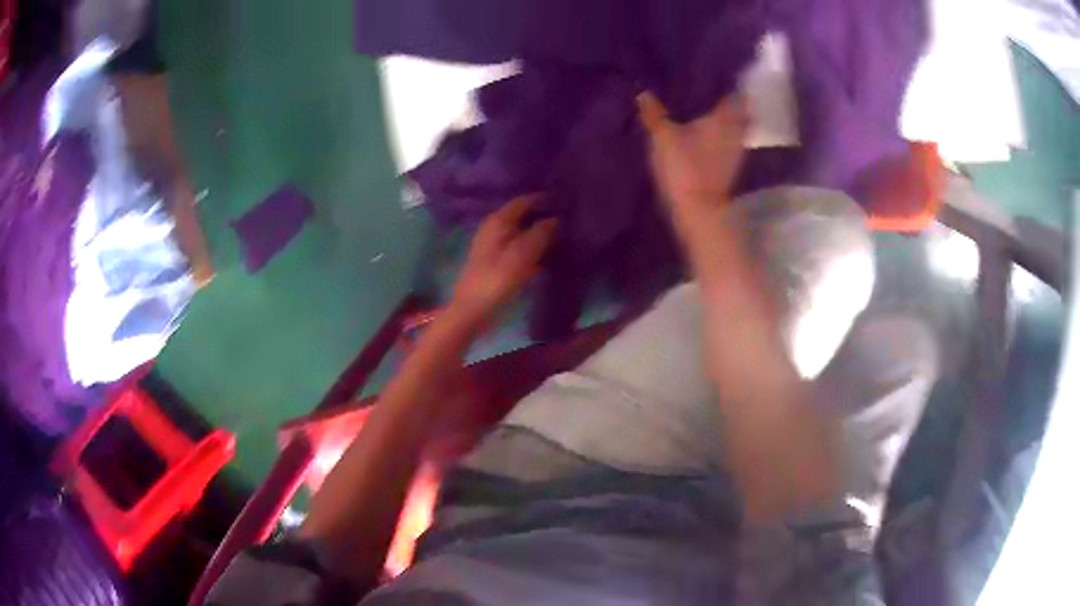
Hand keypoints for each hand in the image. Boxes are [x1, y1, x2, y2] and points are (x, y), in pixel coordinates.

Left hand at [449, 196, 556, 328]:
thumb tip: (557, 218)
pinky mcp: (496, 262)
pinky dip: (534, 249)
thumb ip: (542, 233)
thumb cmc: (497, 280)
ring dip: (541, 234)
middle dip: (544, 216)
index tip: (567, 202)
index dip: (545, 199)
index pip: (525, 200)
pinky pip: (520, 248)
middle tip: (570, 220)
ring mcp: (494, 245)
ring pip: (523, 233)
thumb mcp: (523, 254)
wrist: (472, 312)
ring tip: (566, 236)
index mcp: (499, 220)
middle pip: (524, 216)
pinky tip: (550, 256)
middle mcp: (495, 227)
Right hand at [637, 91, 747, 217]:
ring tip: (704, 106)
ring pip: (734, 125)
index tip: (711, 71)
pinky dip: (720, 134)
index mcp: (724, 117)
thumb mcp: (662, 137)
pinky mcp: (730, 166)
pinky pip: (728, 140)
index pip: (731, 91)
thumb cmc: (684, 168)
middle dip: (725, 97)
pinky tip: (705, 131)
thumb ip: (654, 113)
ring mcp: (736, 150)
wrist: (698, 212)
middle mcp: (736, 130)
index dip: (724, 80)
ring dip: (724, 117)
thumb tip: (643, 91)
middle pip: (737, 108)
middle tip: (707, 86)